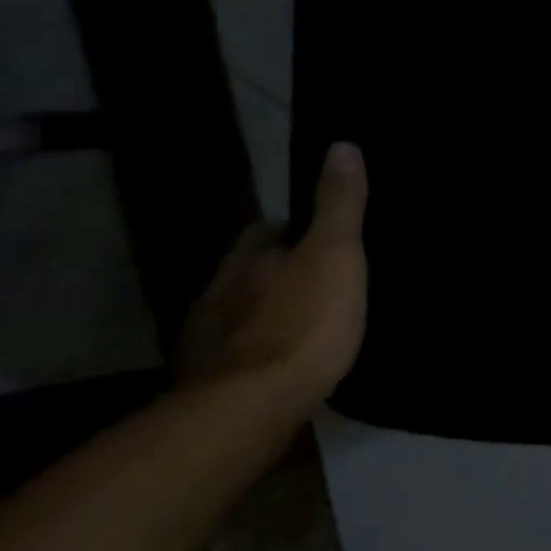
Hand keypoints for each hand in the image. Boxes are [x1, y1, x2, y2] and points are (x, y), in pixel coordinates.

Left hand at [177, 143, 368, 411]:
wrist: (255, 404)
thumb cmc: (305, 321)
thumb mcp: (335, 256)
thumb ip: (338, 206)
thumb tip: (342, 145)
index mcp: (248, 260)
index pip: (265, 232)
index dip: (294, 231)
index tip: (325, 240)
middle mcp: (218, 292)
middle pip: (249, 271)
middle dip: (277, 272)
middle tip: (323, 281)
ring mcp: (209, 339)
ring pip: (241, 312)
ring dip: (268, 311)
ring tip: (309, 323)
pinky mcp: (211, 381)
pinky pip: (240, 352)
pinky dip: (261, 349)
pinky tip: (285, 362)